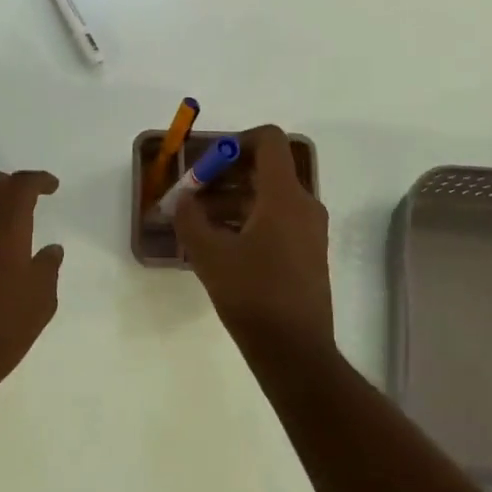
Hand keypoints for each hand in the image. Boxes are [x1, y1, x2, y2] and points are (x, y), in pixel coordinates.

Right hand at [174, 126, 333, 353]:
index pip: (268, 140)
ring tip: (197, 221)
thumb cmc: (252, 296)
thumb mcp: (209, 255)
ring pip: (268, 196)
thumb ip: (189, 218)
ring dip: (233, 199)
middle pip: (265, 169)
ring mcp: (309, 230)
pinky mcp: (308, 252)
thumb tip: (181, 200)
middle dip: (225, 174)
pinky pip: (277, 219)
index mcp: (284, 195)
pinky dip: (248, 219)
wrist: (295, 352)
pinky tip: (219, 243)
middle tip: (193, 192)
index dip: (236, 140)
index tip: (207, 162)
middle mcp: (304, 204)